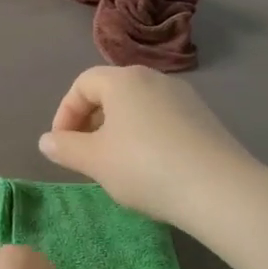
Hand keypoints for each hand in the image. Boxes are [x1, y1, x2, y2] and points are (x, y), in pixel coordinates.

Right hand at [38, 65, 258, 228]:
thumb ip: (65, 148)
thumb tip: (47, 140)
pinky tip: (150, 168)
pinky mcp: (204, 118)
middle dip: (91, 122)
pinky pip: (162, 119)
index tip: (63, 146)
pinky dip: (146, 136)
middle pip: (111, 92)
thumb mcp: (95, 161)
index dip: (65, 113)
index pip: (82, 84)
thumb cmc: (145, 167)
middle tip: (86, 155)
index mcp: (123, 80)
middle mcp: (154, 78)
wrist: (220, 190)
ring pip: (137, 107)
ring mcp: (184, 97)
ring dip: (118, 130)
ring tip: (116, 165)